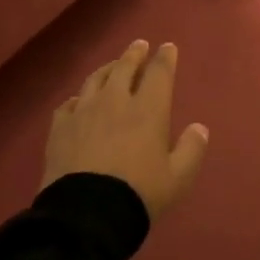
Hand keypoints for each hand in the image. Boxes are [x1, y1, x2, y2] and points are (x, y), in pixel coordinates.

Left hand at [42, 40, 208, 217]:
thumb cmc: (139, 194)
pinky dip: (79, 98)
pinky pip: (69, 103)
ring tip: (113, 66)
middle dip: (134, 54)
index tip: (168, 47)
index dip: (165, 58)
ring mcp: (83, 112)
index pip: (159, 73)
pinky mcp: (59, 128)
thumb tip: (199, 128)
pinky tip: (79, 101)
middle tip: (139, 45)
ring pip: (95, 80)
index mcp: (148, 110)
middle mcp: (115, 101)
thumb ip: (191, 150)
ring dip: (107, 69)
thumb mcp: (178, 178)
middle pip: (124, 67)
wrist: (86, 214)